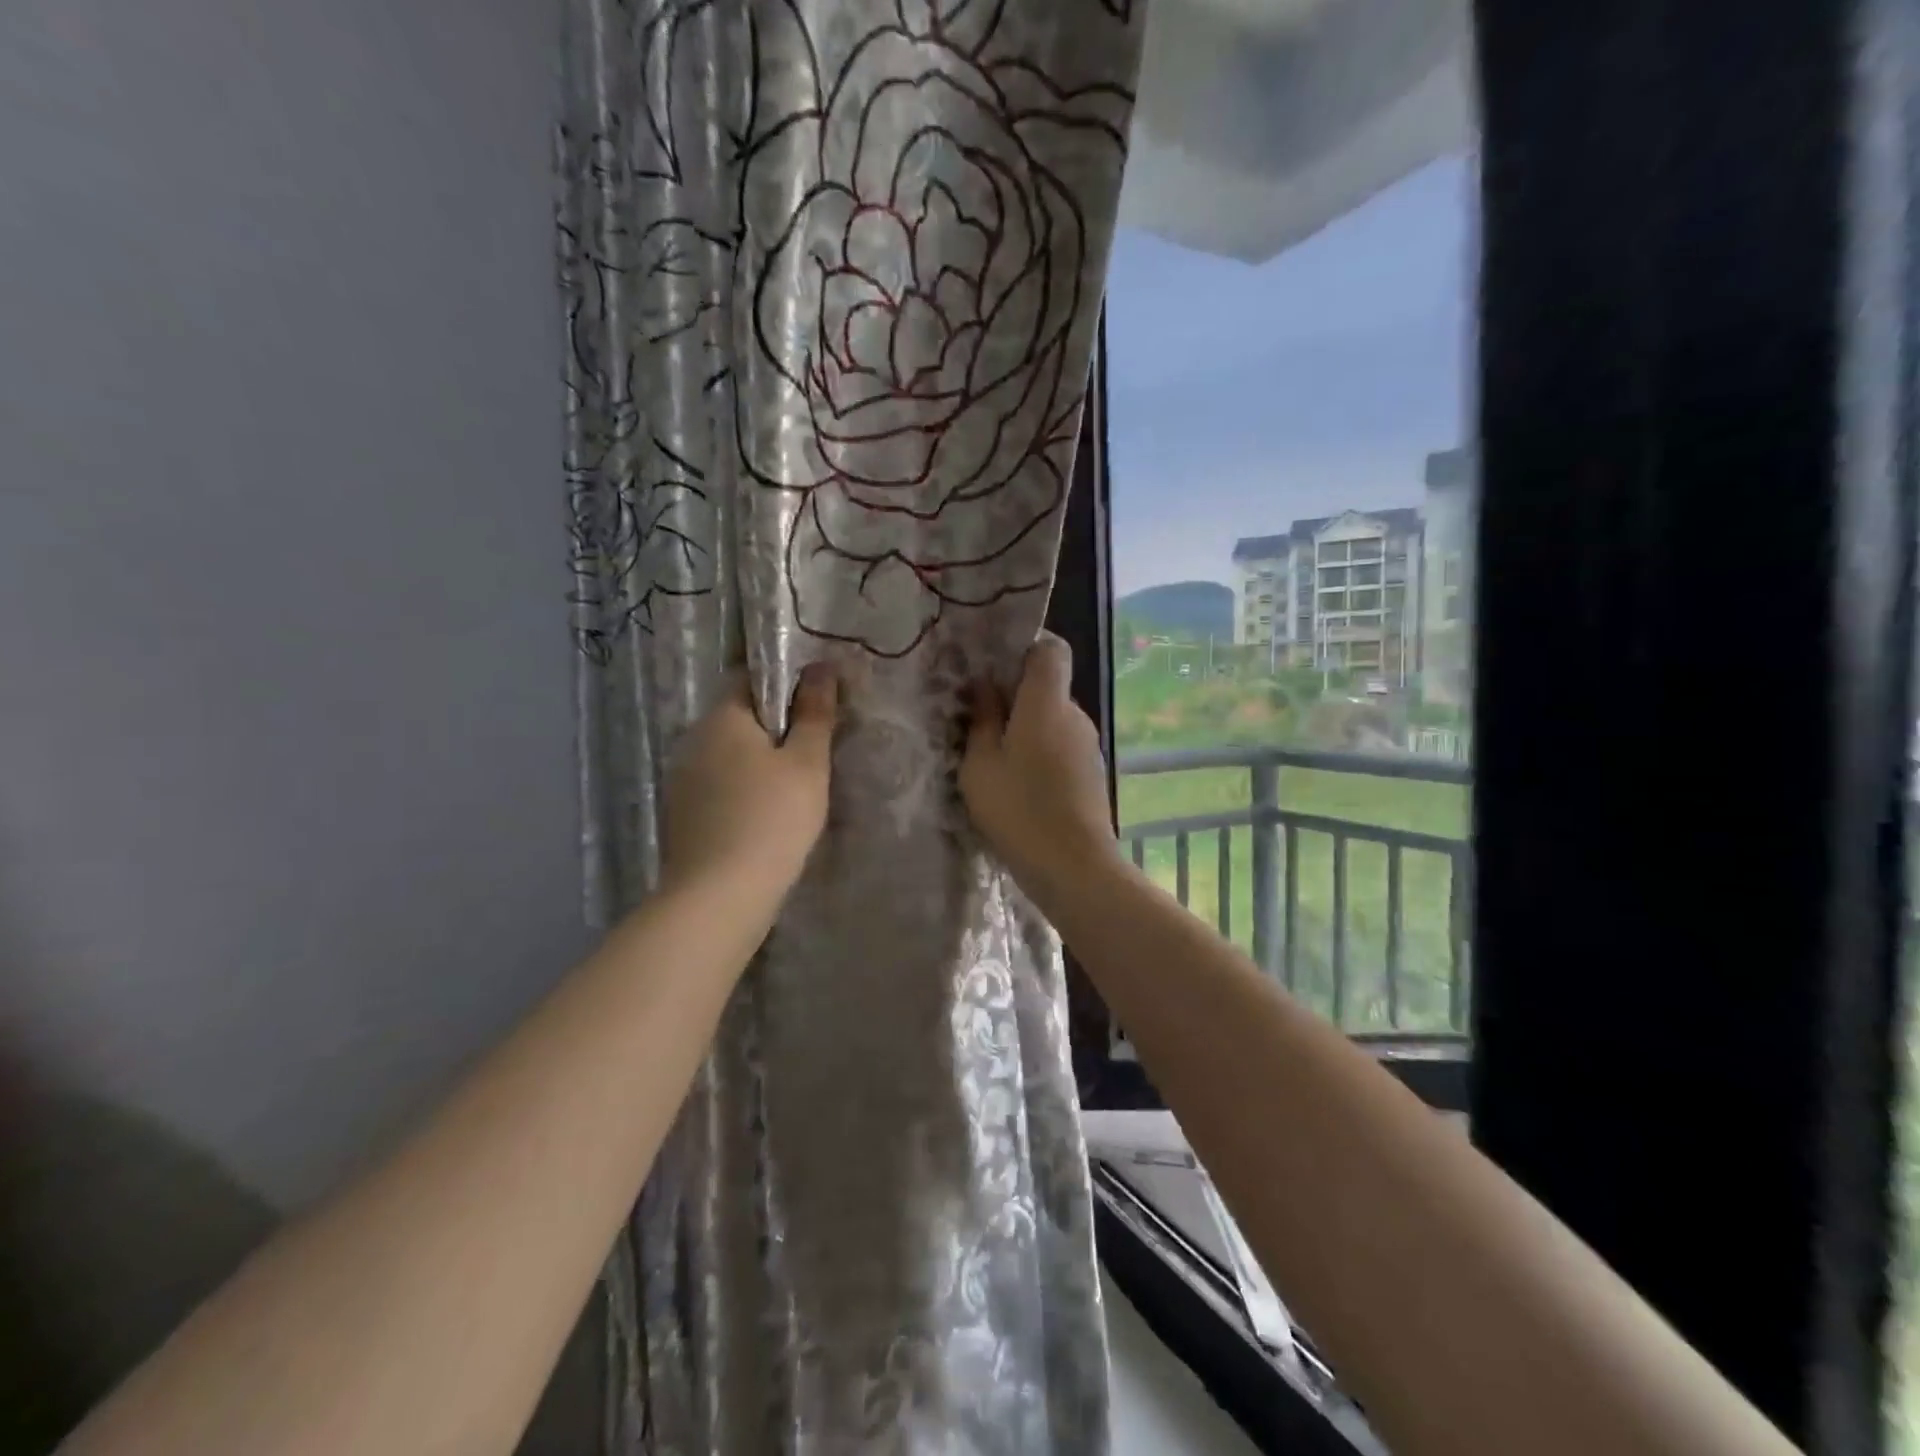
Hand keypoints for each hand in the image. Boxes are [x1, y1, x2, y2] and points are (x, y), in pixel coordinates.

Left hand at [661, 664, 838, 901]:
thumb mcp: (807, 763)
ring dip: (757, 760)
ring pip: (728, 754)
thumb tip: (821, 667)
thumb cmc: (772, 819)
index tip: (816, 704)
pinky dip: (742, 788)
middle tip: (814, 747)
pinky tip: (765, 813)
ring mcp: (682, 779)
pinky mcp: (682, 814)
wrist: (720, 896)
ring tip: (794, 784)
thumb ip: (815, 713)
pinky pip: (718, 784)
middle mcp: (693, 740)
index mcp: (722, 718)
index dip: (784, 683)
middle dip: (773, 725)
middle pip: (738, 717)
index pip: (749, 678)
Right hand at [960, 633, 1117, 896]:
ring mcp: (1088, 745)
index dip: (1024, 648)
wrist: (1074, 867)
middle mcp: (1075, 714)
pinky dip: (1040, 753)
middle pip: (1048, 686)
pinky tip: (1019, 784)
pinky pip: (1061, 746)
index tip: (993, 668)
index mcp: (1047, 703)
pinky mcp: (1091, 773)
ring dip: (1026, 729)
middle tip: (978, 719)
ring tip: (994, 759)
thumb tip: (984, 686)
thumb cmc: (1019, 810)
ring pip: (1053, 720)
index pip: (1051, 648)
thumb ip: (982, 720)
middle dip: (1015, 696)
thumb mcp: (981, 765)